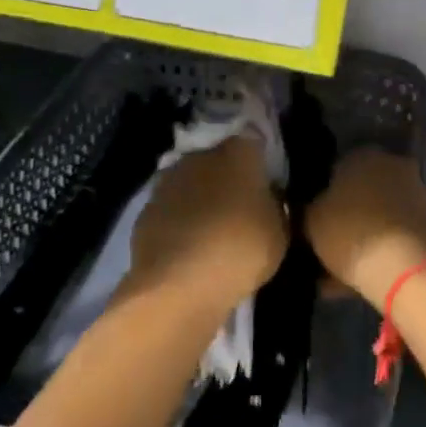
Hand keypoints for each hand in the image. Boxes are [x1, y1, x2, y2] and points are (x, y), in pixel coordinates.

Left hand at [127, 134, 286, 315]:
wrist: (176, 286)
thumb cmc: (239, 251)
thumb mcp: (279, 234)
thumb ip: (274, 206)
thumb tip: (268, 198)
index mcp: (239, 153)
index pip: (253, 140)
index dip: (259, 159)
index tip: (266, 180)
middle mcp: (202, 156)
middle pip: (220, 158)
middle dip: (229, 176)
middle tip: (240, 206)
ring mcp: (169, 180)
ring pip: (192, 181)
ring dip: (201, 197)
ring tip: (212, 228)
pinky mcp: (146, 209)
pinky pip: (172, 208)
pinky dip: (179, 220)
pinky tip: (187, 245)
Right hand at [305, 148, 425, 311]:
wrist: (407, 270)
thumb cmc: (351, 234)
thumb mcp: (311, 221)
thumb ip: (307, 210)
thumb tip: (309, 209)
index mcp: (364, 155)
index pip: (337, 169)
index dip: (323, 197)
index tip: (314, 221)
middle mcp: (395, 166)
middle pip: (363, 192)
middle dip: (347, 217)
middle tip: (327, 247)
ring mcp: (418, 195)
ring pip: (381, 216)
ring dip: (366, 237)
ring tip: (342, 273)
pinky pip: (398, 236)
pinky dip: (384, 252)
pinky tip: (366, 278)